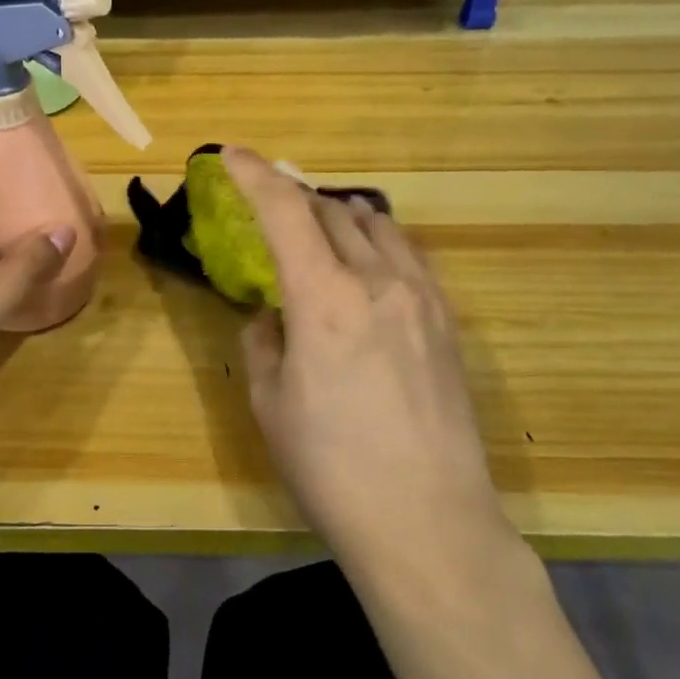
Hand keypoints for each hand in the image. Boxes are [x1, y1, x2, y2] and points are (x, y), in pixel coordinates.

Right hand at [222, 146, 514, 569]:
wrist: (429, 523)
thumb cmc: (332, 468)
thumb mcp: (271, 403)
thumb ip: (264, 340)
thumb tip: (273, 313)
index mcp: (325, 299)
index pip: (285, 211)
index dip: (254, 175)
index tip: (230, 156)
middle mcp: (379, 281)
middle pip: (331, 210)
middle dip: (292, 198)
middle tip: (267, 207)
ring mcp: (422, 297)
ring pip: (376, 223)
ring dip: (337, 215)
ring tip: (316, 231)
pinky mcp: (449, 320)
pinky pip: (407, 254)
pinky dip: (376, 240)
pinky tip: (366, 264)